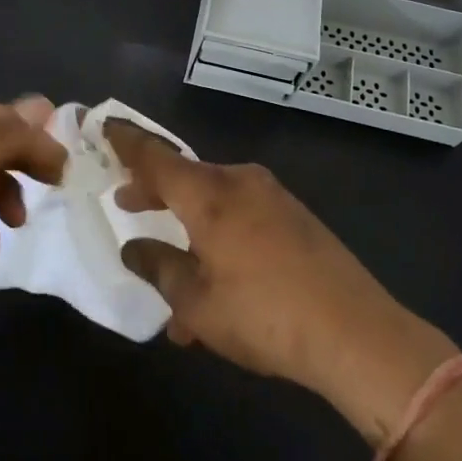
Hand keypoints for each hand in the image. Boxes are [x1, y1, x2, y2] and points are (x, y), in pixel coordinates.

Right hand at [106, 122, 455, 441]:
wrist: (357, 333)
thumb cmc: (264, 314)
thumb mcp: (196, 303)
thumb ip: (158, 268)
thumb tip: (133, 247)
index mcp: (208, 194)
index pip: (154, 157)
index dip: (125, 143)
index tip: (104, 127)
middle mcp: (238, 182)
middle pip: (184, 177)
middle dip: (153, 191)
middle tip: (126, 203)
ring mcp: (272, 197)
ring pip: (214, 202)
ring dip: (189, 227)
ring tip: (174, 274)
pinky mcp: (296, 217)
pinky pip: (242, 217)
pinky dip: (220, 237)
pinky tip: (219, 286)